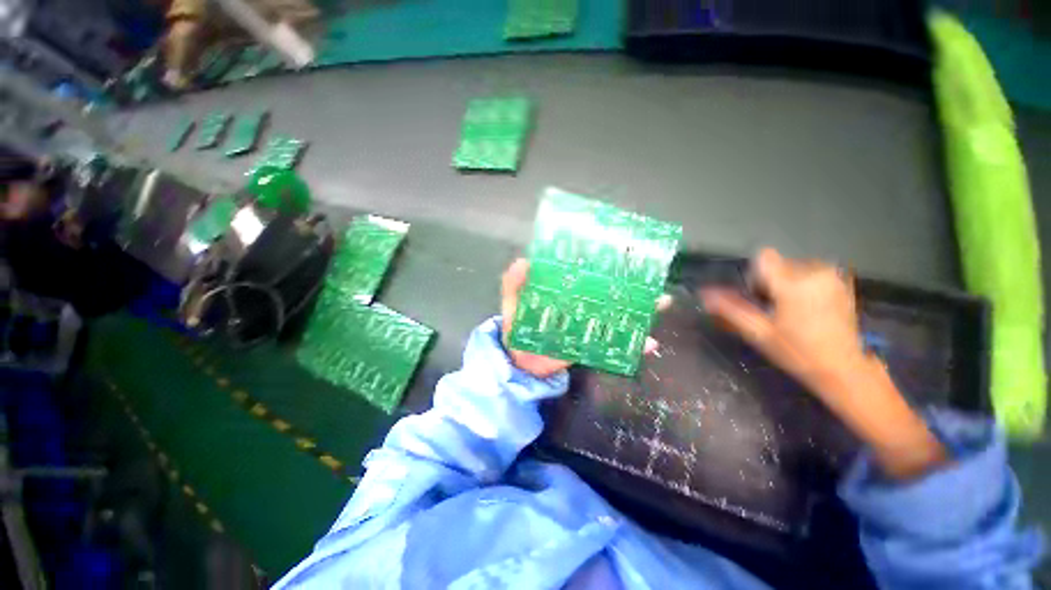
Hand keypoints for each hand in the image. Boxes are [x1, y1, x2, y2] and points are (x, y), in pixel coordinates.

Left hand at [500, 259, 664, 378]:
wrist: (519, 360)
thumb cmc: (516, 325)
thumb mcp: (513, 300)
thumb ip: (514, 283)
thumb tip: (524, 261)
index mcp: (565, 291)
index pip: (589, 276)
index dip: (606, 267)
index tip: (627, 256)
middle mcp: (581, 305)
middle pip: (611, 295)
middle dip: (634, 288)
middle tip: (655, 280)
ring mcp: (587, 326)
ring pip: (619, 317)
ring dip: (641, 312)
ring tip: (661, 304)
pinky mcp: (590, 345)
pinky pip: (614, 345)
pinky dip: (632, 346)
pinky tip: (650, 344)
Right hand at [699, 248, 864, 394]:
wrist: (843, 369)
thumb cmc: (797, 352)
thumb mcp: (758, 332)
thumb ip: (730, 309)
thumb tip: (704, 295)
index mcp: (794, 284)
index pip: (764, 258)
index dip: (756, 276)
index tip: (761, 298)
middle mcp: (816, 272)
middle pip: (778, 263)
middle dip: (770, 282)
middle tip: (775, 310)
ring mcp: (832, 276)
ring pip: (794, 267)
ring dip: (786, 283)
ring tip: (792, 310)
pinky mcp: (842, 282)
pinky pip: (811, 272)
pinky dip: (803, 285)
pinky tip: (808, 308)